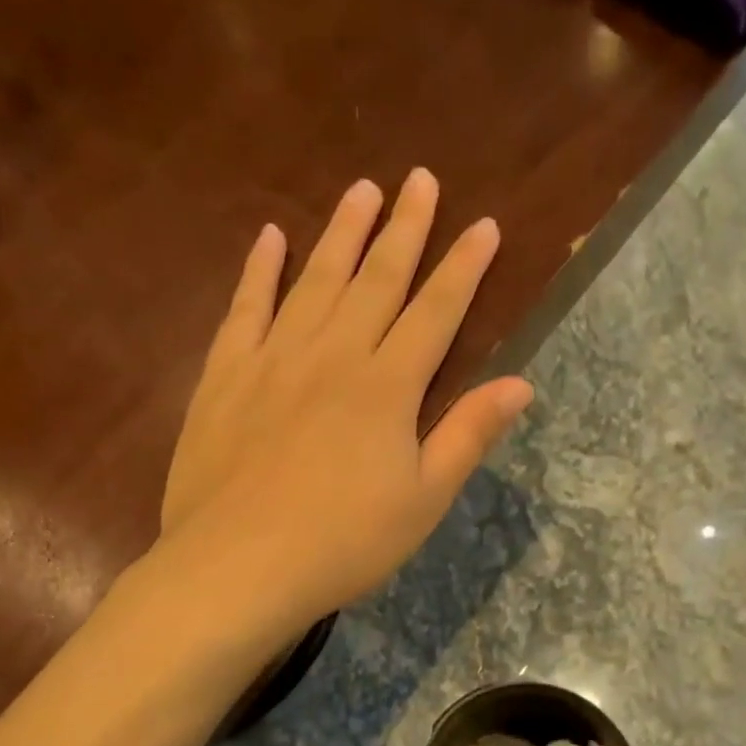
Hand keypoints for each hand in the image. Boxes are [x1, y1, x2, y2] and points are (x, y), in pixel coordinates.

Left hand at [161, 171, 532, 628]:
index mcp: (387, 387)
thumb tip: (520, 383)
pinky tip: (270, 238)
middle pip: (377, 280)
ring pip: (315, 281)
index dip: (463, 268)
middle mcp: (334, 355)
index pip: (435, 312)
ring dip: (341, 234)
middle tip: (421, 179)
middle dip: (405, 229)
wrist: (238, 566)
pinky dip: (258, 271)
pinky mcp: (225, 377)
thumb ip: (468, 435)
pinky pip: (244, 310)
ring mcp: (274, 360)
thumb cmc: (344, 542)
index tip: (484, 225)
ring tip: (361, 190)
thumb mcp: (424, 500)